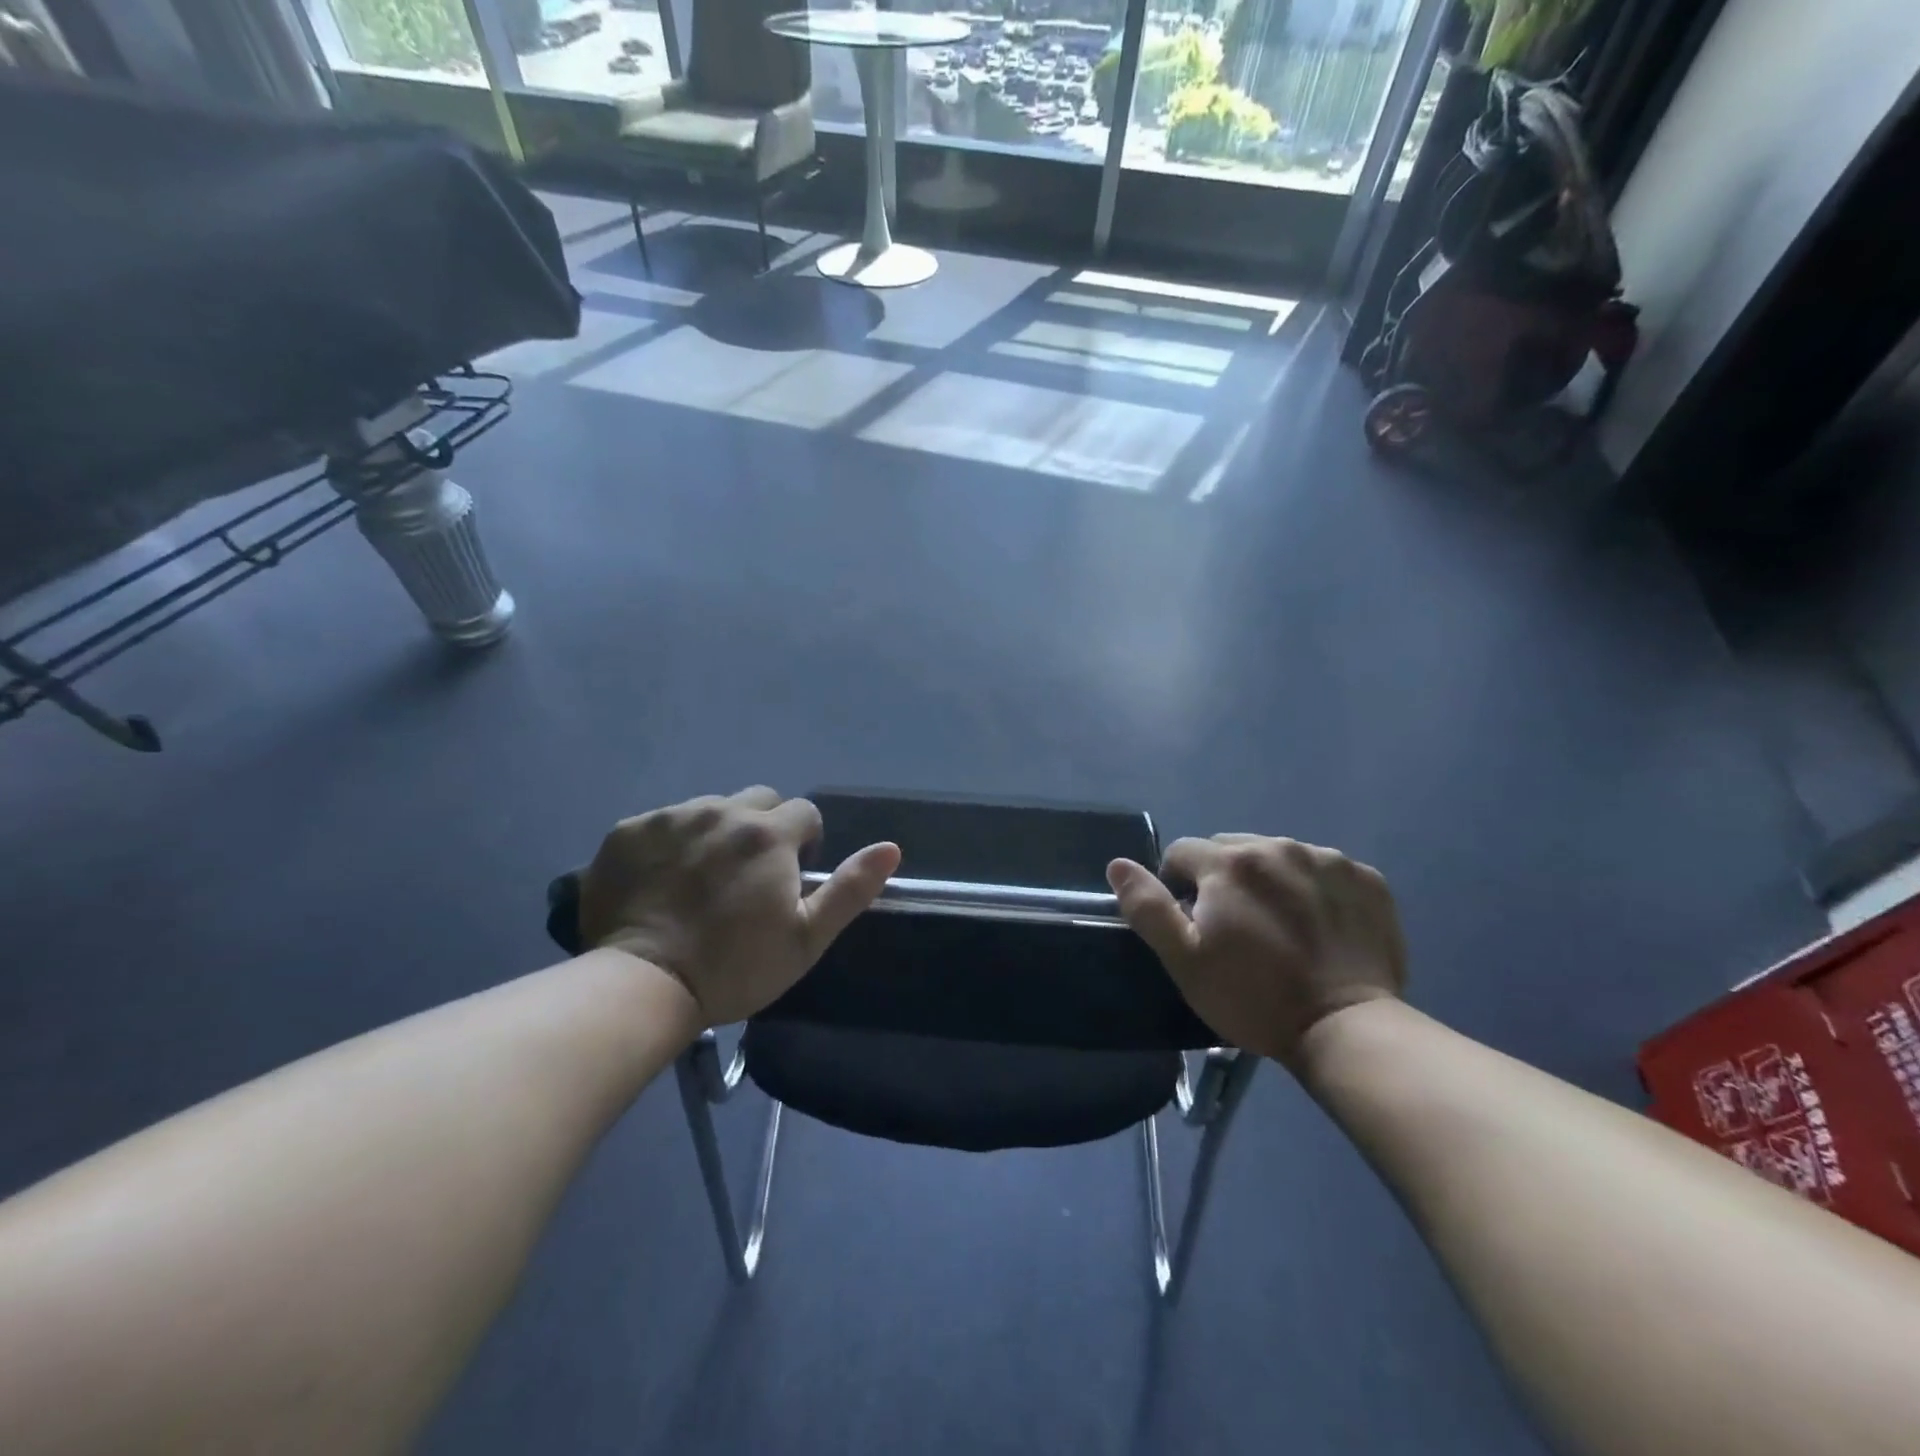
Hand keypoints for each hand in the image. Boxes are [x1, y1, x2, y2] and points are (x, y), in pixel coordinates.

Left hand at [577, 787, 900, 1026]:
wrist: (642, 986)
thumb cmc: (734, 967)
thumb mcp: (806, 938)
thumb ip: (850, 888)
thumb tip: (890, 848)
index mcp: (769, 834)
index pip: (804, 814)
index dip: (805, 844)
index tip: (789, 879)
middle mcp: (721, 811)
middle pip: (758, 800)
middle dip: (764, 828)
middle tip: (748, 875)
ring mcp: (670, 817)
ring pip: (709, 808)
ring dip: (716, 832)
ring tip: (701, 880)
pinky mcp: (627, 831)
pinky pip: (662, 823)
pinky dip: (669, 843)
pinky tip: (660, 882)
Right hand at [1106, 834, 1405, 1064]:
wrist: (1347, 1029)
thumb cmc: (1254, 997)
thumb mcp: (1184, 960)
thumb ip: (1147, 907)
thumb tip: (1118, 864)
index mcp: (1229, 862)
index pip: (1182, 853)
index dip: (1177, 886)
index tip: (1193, 924)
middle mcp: (1277, 846)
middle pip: (1230, 848)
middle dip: (1222, 878)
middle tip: (1235, 928)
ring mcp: (1327, 860)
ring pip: (1278, 856)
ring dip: (1268, 880)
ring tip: (1279, 928)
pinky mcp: (1366, 879)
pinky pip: (1323, 870)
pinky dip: (1313, 888)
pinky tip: (1319, 927)